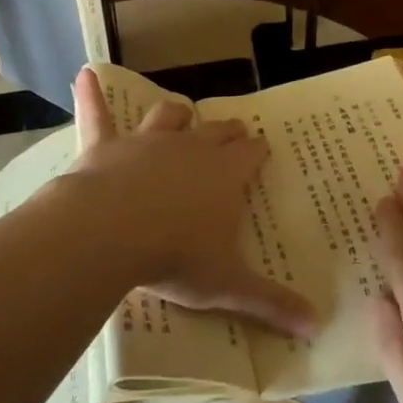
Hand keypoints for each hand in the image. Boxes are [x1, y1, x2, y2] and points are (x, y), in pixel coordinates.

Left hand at [58, 68, 318, 339]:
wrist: (110, 232)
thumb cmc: (176, 256)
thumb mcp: (228, 285)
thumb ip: (271, 303)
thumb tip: (318, 327)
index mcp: (224, 175)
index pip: (251, 154)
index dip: (258, 151)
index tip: (263, 149)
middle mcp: (190, 149)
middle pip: (217, 131)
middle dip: (229, 131)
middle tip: (236, 131)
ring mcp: (146, 142)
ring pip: (168, 116)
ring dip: (176, 113)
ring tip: (181, 111)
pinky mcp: (106, 146)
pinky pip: (99, 114)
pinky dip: (91, 95)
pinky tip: (84, 75)